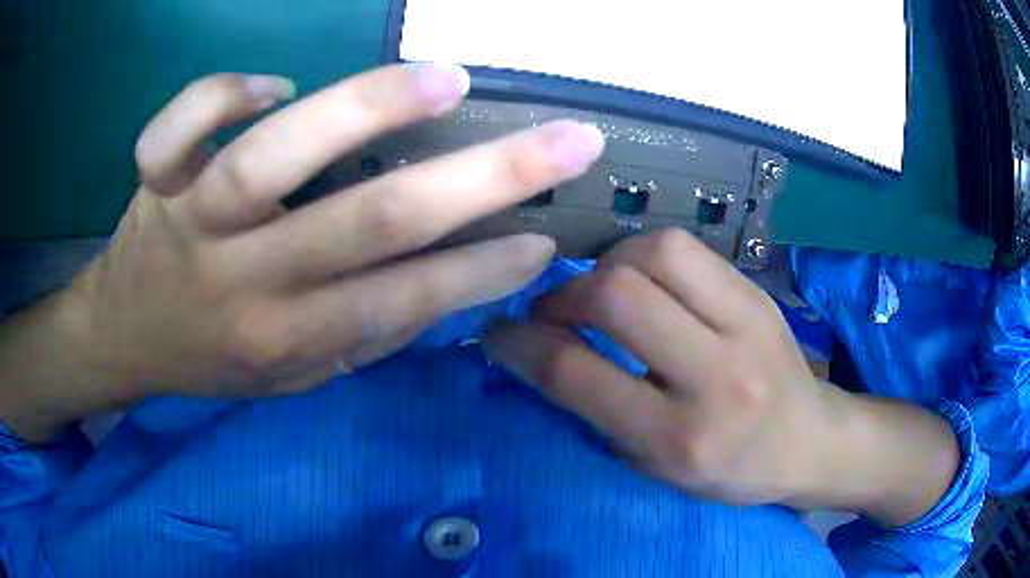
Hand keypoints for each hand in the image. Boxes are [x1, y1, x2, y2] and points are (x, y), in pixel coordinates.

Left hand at [0, 65, 604, 439]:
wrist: (124, 338)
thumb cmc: (210, 360)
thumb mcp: (288, 378)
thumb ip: (359, 336)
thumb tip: (443, 286)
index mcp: (287, 341)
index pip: (407, 301)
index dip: (486, 270)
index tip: (547, 237)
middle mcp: (244, 282)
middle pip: (370, 221)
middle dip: (484, 177)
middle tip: (564, 139)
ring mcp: (191, 221)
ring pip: (271, 159)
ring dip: (364, 108)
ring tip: (443, 78)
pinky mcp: (155, 181)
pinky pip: (178, 126)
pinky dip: (223, 93)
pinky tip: (269, 88)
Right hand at [485, 230, 958, 525]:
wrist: (810, 441)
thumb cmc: (730, 471)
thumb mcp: (656, 467)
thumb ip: (597, 410)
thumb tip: (538, 351)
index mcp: (679, 439)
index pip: (577, 375)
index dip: (522, 345)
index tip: (499, 333)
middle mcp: (716, 376)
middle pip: (617, 295)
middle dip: (564, 296)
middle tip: (554, 312)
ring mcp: (746, 323)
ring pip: (655, 252)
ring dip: (608, 264)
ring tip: (602, 291)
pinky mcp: (758, 293)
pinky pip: (687, 250)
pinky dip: (647, 257)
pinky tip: (645, 282)